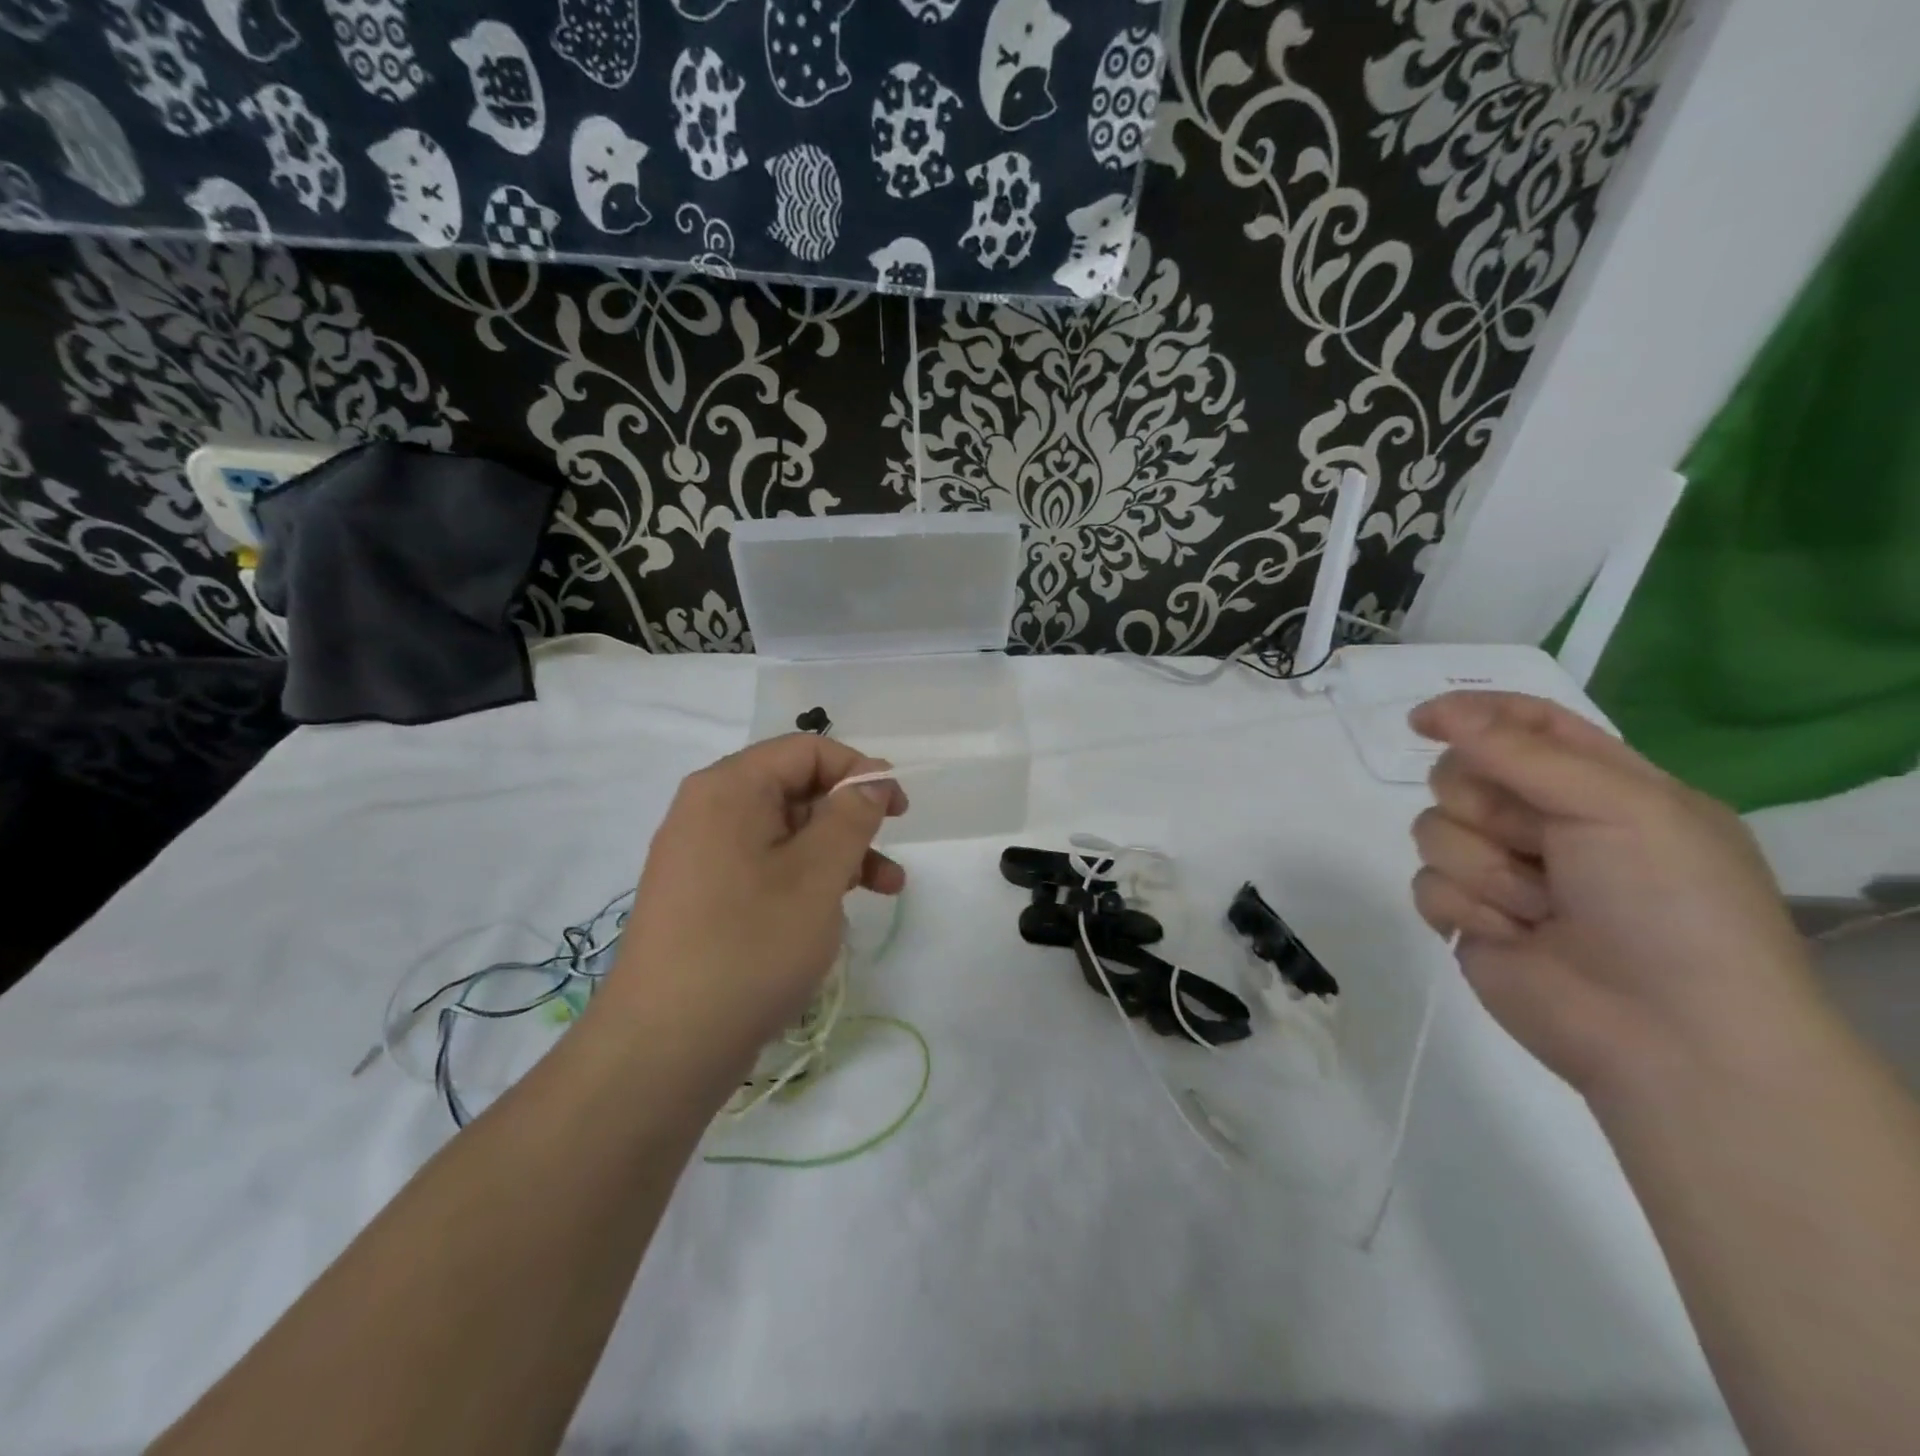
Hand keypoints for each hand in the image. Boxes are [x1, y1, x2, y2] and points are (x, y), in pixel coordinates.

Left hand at [594, 735, 907, 1083]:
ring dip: (838, 853)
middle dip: (850, 817)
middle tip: (889, 850)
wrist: (664, 1047)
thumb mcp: (818, 875)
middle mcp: (708, 810)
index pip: (806, 751)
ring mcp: (701, 856)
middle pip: (795, 789)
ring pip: (785, 834)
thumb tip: (870, 780)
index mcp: (729, 788)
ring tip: (885, 889)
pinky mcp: (703, 896)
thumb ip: (851, 817)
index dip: (859, 770)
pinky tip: (833, 914)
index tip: (897, 808)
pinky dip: (806, 879)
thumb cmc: (750, 946)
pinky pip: (765, 867)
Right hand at [1408, 691, 1819, 1096]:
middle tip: (1535, 842)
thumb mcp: (1618, 806)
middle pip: (1460, 775)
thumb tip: (1439, 712)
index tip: (1423, 721)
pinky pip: (1426, 884)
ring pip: (1433, 830)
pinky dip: (1466, 909)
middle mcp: (1545, 823)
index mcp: (1600, 786)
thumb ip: (1518, 752)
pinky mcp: (1468, 917)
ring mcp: (1502, 872)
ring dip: (1483, 868)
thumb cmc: (1669, 906)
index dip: (1471, 713)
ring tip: (1539, 909)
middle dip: (1483, 807)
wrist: (1671, 1035)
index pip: (1524, 724)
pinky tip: (1511, 936)